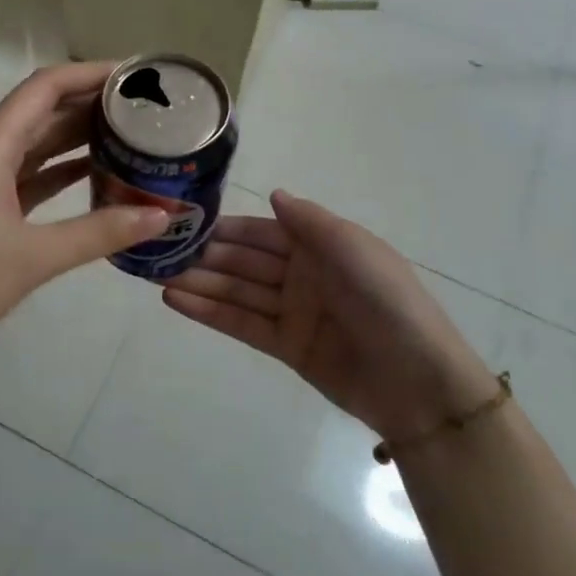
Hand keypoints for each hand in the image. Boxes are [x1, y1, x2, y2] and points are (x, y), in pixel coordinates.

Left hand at [0, 62, 167, 369]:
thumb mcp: (34, 257)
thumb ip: (100, 233)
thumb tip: (162, 214)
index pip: (46, 87)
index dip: (90, 73)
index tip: (136, 75)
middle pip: (45, 109)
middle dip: (92, 103)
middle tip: (147, 106)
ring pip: (39, 141)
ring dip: (80, 135)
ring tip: (132, 132)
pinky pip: (31, 172)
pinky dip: (64, 169)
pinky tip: (99, 173)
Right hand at [163, 190, 498, 439]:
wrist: (419, 382)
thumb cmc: (387, 301)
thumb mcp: (352, 248)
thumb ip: (309, 221)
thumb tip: (273, 193)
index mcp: (320, 245)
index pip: (262, 231)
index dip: (226, 228)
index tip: (184, 222)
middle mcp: (302, 274)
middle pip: (244, 262)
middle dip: (204, 256)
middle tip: (157, 252)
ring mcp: (293, 311)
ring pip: (237, 292)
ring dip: (199, 283)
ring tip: (155, 276)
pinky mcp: (286, 347)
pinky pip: (242, 324)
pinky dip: (209, 313)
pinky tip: (176, 301)